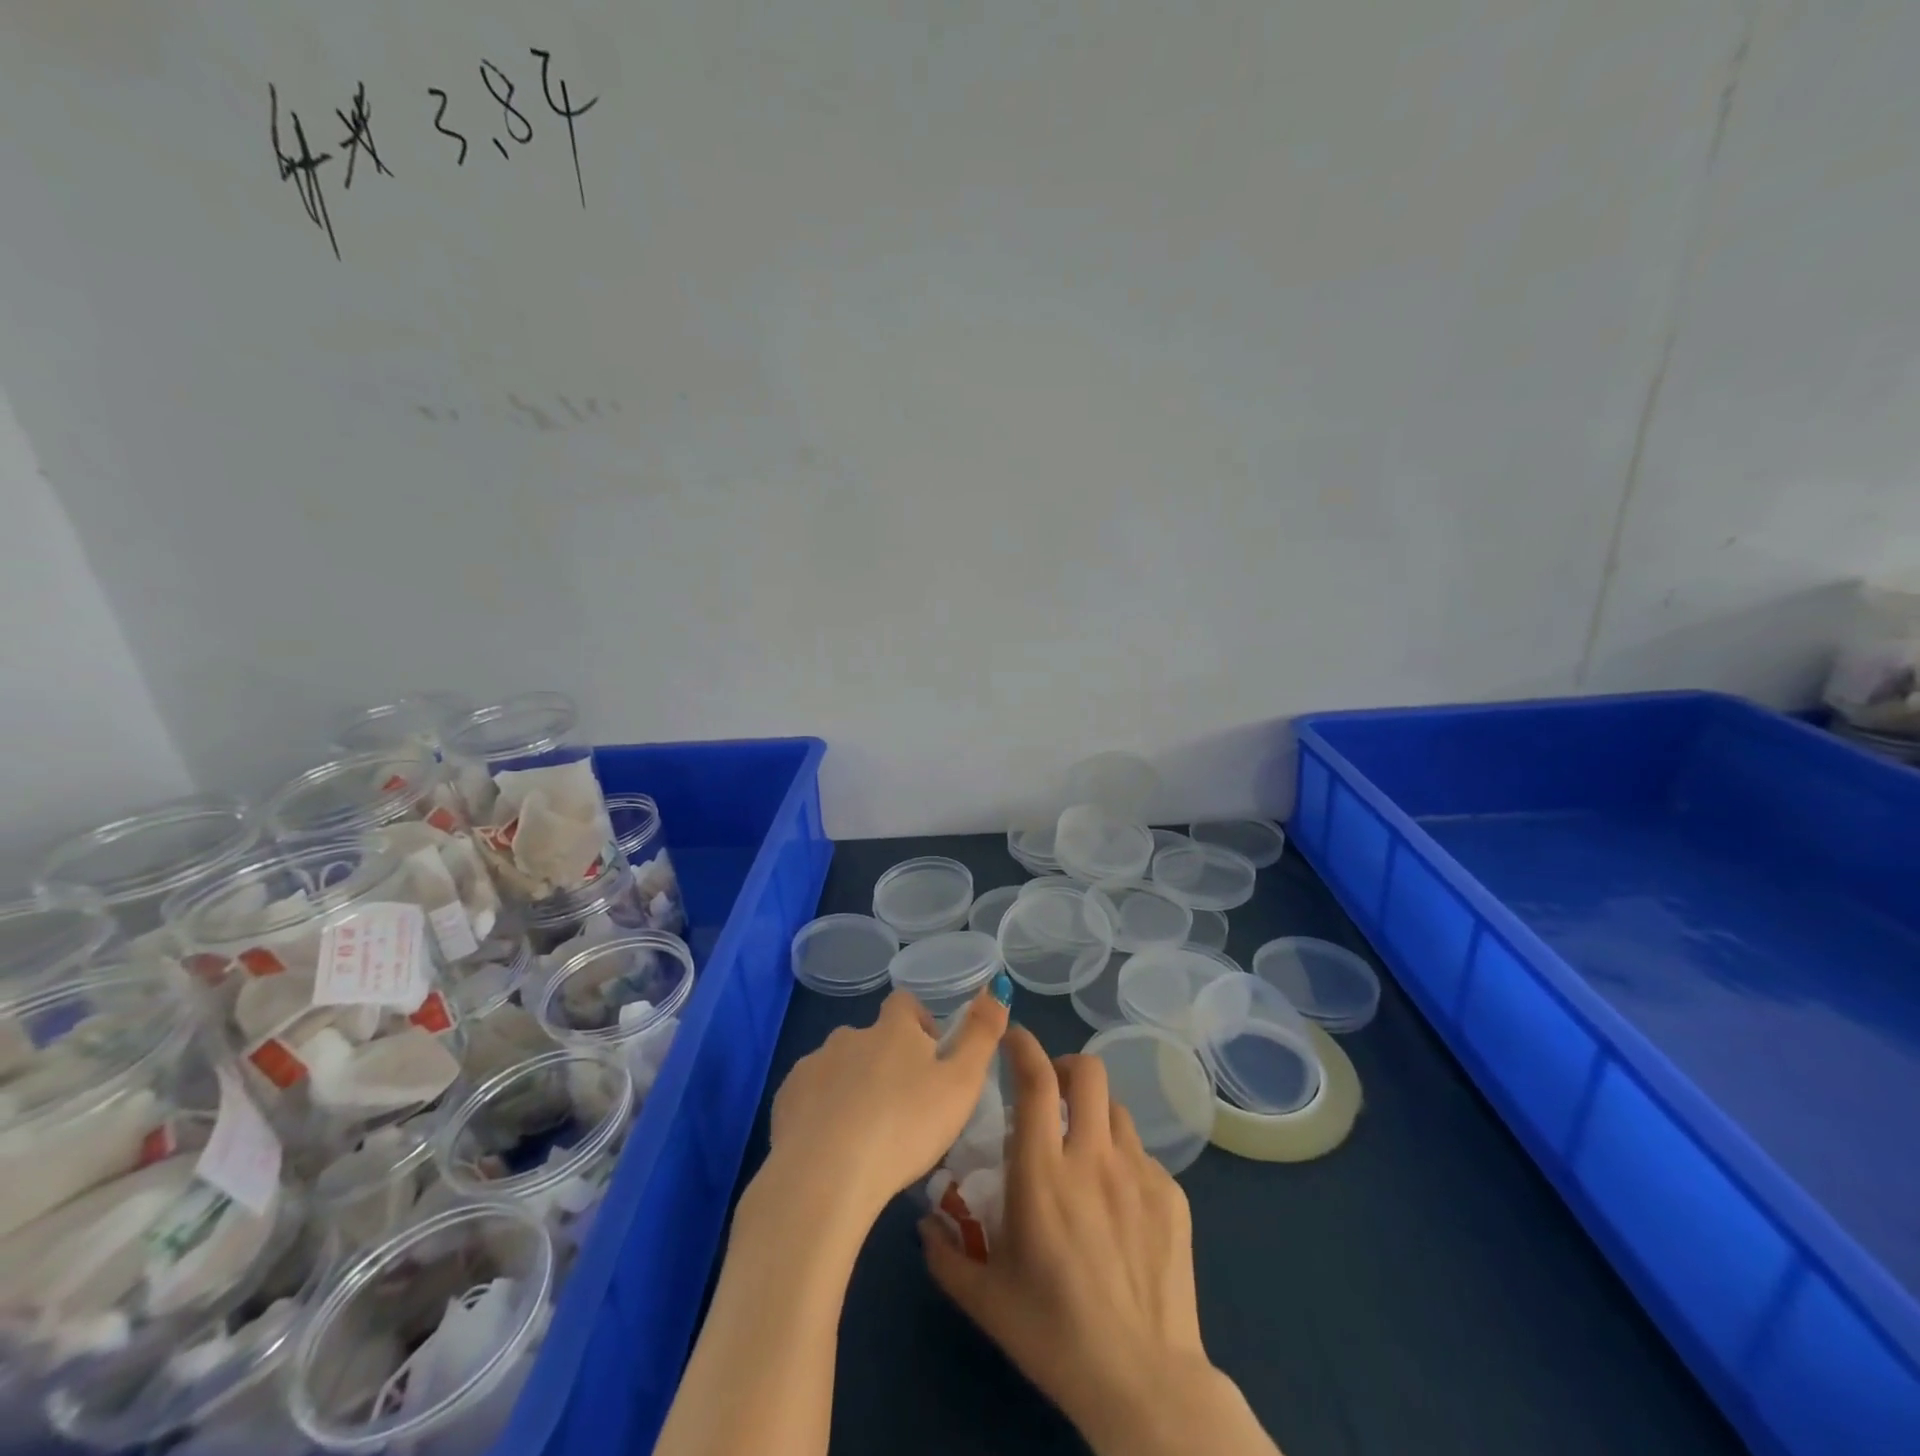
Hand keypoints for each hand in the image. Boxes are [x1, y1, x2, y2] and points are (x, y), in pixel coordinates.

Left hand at [763, 983, 1008, 1234]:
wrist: (826, 1177)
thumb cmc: (905, 1126)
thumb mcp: (961, 1083)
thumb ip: (982, 1034)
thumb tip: (997, 987)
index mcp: (892, 1029)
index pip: (906, 1004)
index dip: (920, 1024)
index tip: (932, 1059)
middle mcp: (850, 1036)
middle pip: (872, 1038)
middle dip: (886, 1061)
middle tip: (903, 1107)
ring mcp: (813, 1065)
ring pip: (840, 1066)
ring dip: (854, 1086)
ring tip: (868, 1133)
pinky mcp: (786, 1099)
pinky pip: (810, 1095)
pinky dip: (823, 1110)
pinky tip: (833, 1148)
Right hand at [921, 1027, 1279, 1455]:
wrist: (1145, 1383)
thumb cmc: (1055, 1337)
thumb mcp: (986, 1300)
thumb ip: (946, 1254)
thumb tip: (924, 1223)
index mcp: (1043, 1173)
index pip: (1036, 1081)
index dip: (1023, 1046)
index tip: (1012, 1037)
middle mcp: (1093, 1157)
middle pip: (1089, 1072)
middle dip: (1067, 1067)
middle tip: (1052, 1091)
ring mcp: (1139, 1172)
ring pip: (1117, 1110)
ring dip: (1095, 1115)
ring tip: (1084, 1151)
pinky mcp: (1172, 1195)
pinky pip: (1143, 1156)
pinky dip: (1123, 1161)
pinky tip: (1118, 1205)